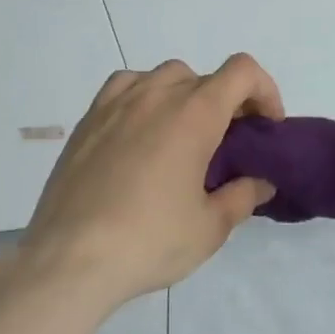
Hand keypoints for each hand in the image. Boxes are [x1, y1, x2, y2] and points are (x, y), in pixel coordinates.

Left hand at [21, 55, 283, 314]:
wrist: (68, 261)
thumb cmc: (149, 241)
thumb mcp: (210, 228)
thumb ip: (243, 196)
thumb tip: (261, 182)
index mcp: (195, 114)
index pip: (242, 72)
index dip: (265, 91)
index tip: (266, 126)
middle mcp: (158, 96)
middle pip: (206, 77)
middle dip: (227, 101)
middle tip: (228, 141)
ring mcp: (118, 104)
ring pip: (164, 76)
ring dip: (185, 95)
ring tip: (182, 134)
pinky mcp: (88, 120)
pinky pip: (125, 86)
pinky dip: (144, 95)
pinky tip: (141, 129)